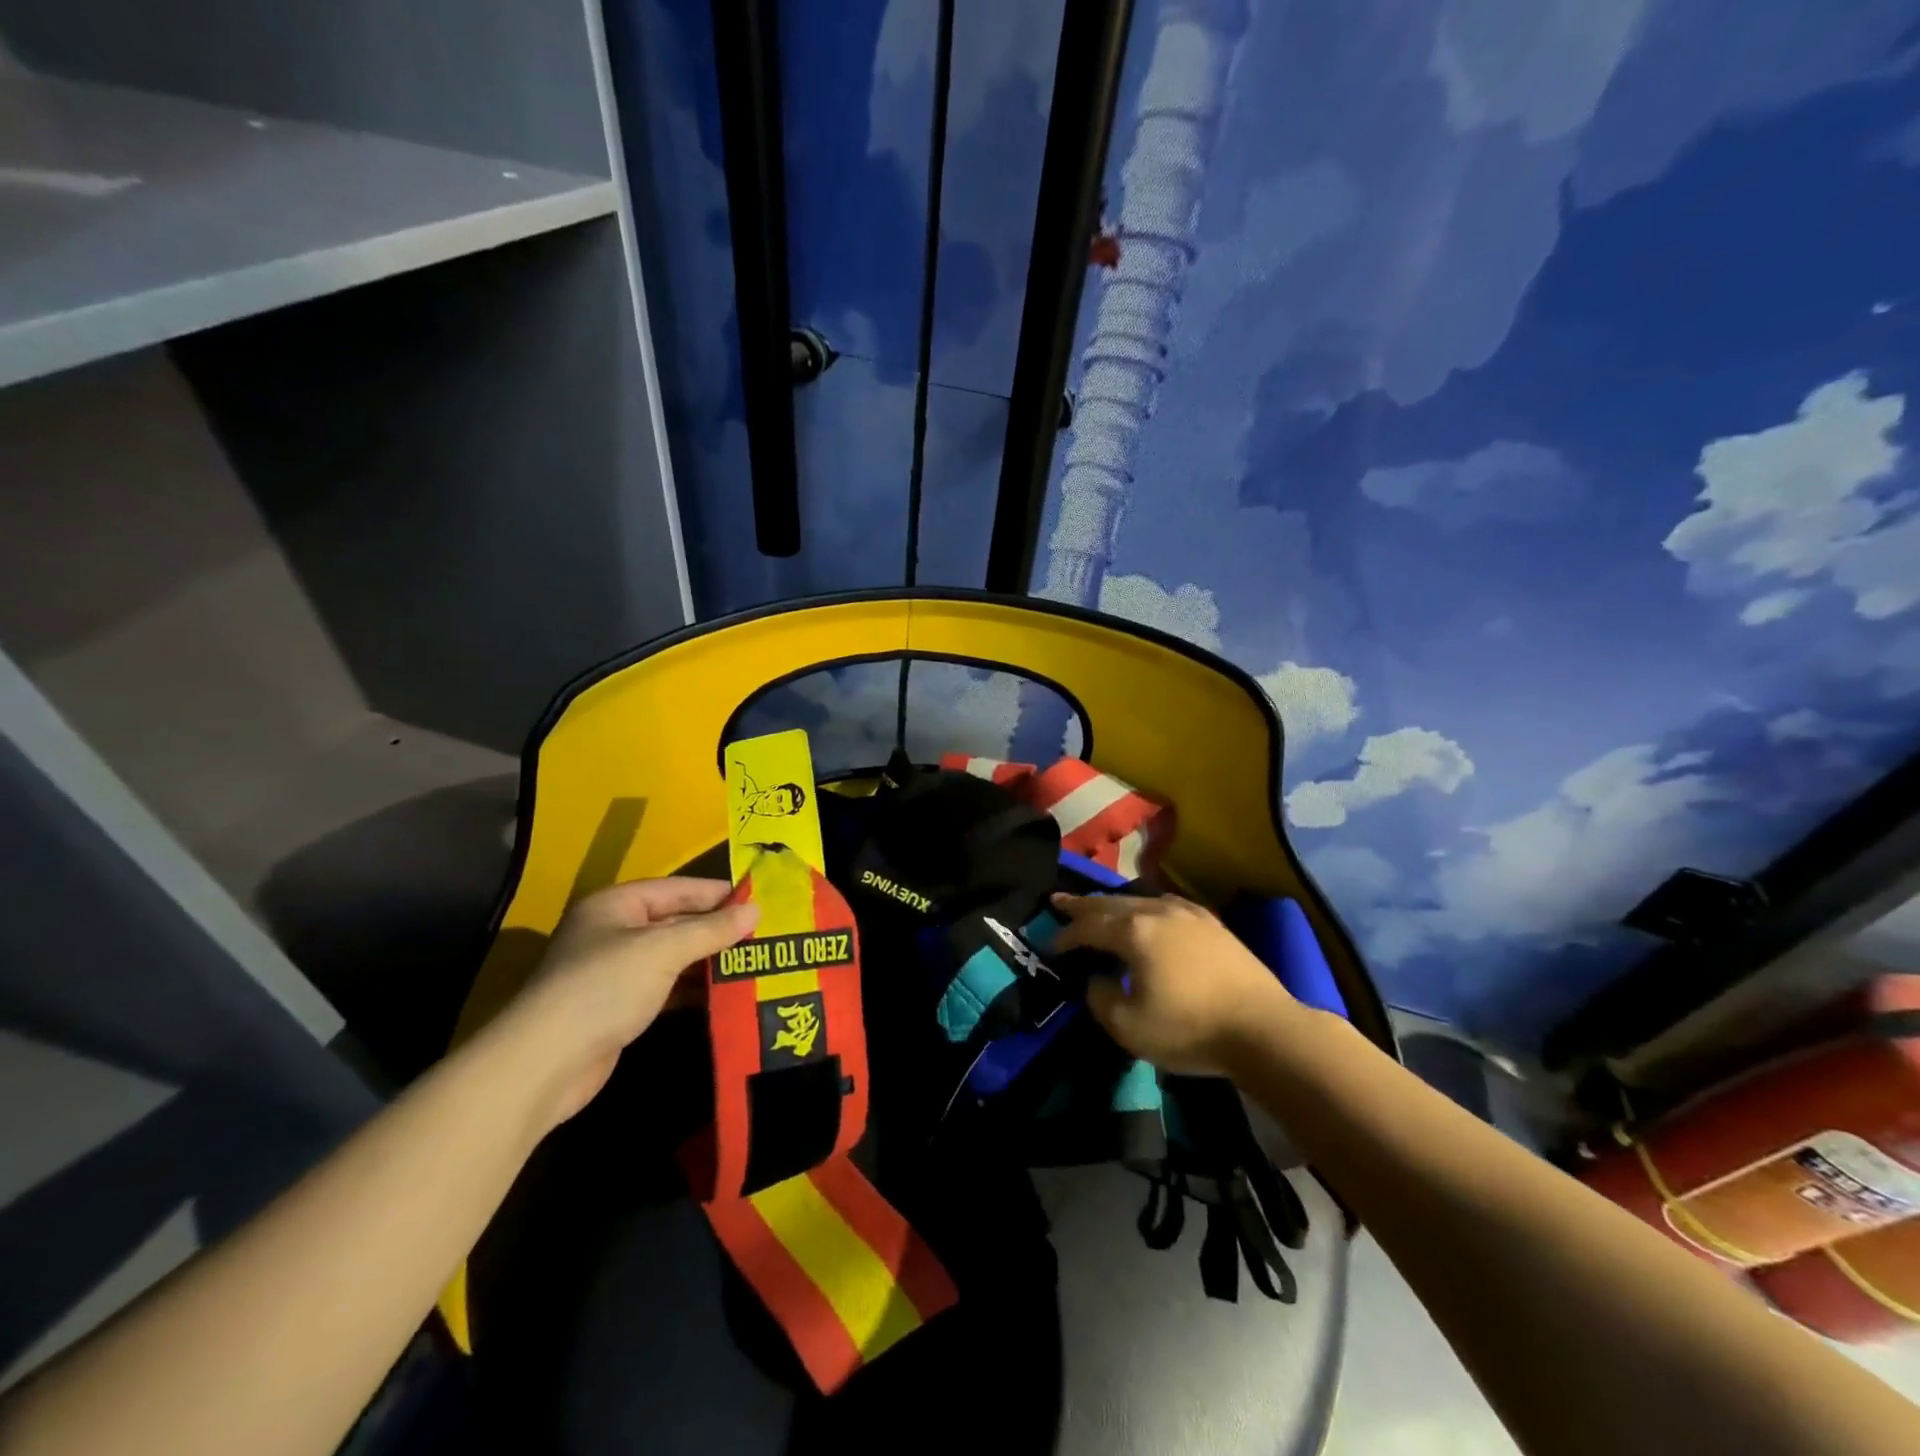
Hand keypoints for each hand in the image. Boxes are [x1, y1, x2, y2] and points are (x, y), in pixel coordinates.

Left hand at [501, 877, 756, 1126]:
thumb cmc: (603, 988)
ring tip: (755, 962)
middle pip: (677, 921)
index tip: (761, 900)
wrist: (544, 1065)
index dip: (718, 893)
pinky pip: (667, 987)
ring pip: (674, 956)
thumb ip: (711, 930)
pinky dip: (694, 988)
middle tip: (764, 934)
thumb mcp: (663, 951)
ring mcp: (615, 971)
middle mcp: (615, 931)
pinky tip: (726, 993)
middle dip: (718, 929)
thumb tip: (756, 910)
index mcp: (617, 904)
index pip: (678, 889)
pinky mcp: (620, 1007)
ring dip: (709, 961)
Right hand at [1051, 893, 1300, 1075]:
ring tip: (1099, 906)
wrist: (1264, 1029)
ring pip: (1139, 899)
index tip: (1051, 944)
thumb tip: (1098, 979)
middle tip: (1059, 901)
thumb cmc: (1191, 1029)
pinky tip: (1148, 911)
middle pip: (1110, 903)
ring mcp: (1188, 914)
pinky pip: (1166, 904)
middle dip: (1082, 905)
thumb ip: (1101, 998)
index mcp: (1133, 933)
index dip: (1066, 935)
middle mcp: (1156, 912)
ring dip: (1114, 904)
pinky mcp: (1212, 923)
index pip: (1088, 926)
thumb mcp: (1129, 1027)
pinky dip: (1146, 906)